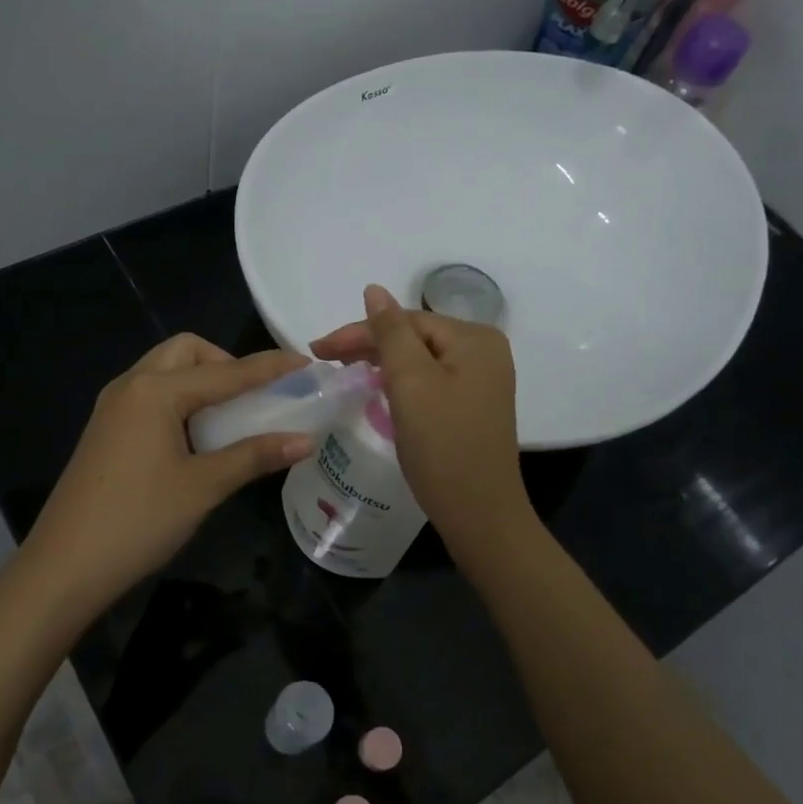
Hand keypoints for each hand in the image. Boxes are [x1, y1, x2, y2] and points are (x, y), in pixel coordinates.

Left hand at [18, 334, 313, 619]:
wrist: (64, 566)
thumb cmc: (139, 521)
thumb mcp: (203, 487)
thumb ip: (254, 456)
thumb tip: (305, 440)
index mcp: (156, 391)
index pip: (225, 372)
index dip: (269, 368)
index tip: (306, 363)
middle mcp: (131, 385)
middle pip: (186, 352)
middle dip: (225, 363)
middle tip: (254, 395)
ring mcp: (112, 406)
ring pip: (165, 371)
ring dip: (201, 380)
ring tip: (230, 415)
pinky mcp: (105, 429)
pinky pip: (150, 394)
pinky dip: (180, 399)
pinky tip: (195, 435)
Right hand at [312, 285, 531, 549]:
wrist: (479, 514)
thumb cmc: (443, 446)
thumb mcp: (411, 383)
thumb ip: (390, 333)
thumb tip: (374, 289)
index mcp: (475, 338)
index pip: (406, 321)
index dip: (359, 332)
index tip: (317, 349)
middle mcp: (484, 351)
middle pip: (414, 337)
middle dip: (369, 346)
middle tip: (324, 359)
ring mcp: (481, 380)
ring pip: (420, 359)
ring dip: (382, 363)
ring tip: (344, 371)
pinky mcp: (472, 404)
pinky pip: (429, 380)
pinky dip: (400, 382)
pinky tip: (378, 388)